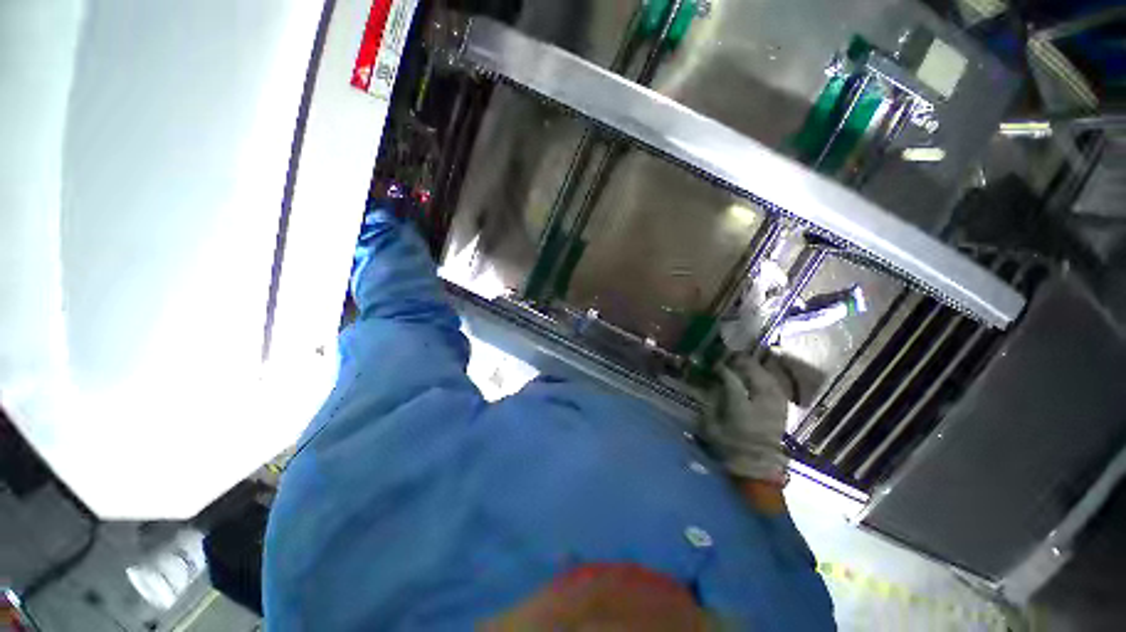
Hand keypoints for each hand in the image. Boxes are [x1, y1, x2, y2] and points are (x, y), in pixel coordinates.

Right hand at [703, 354, 790, 484]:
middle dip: (742, 362)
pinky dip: (768, 378)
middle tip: (731, 357)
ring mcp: (775, 407)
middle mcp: (761, 404)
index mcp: (741, 408)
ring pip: (769, 378)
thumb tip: (710, 386)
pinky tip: (761, 376)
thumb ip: (710, 404)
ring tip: (745, 362)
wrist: (758, 469)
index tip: (715, 364)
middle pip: (755, 374)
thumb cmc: (729, 448)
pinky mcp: (782, 411)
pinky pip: (777, 388)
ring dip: (757, 368)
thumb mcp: (711, 427)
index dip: (723, 368)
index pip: (732, 379)